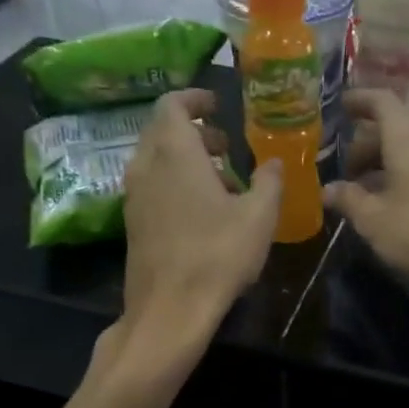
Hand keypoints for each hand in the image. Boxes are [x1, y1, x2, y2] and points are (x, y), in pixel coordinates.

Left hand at [107, 90, 281, 367]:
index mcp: (175, 152)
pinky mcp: (132, 224)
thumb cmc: (218, 255)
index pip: (173, 104)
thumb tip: (275, 162)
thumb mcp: (259, 216)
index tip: (217, 105)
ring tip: (221, 182)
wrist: (170, 308)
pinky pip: (152, 187)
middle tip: (226, 146)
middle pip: (163, 131)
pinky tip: (202, 213)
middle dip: (195, 132)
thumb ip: (269, 182)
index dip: (195, 98)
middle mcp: (146, 166)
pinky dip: (174, 184)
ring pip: (156, 161)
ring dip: (186, 160)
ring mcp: (134, 196)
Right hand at [324, 89, 408, 308]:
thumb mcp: (373, 220)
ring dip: (387, 164)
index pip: (382, 101)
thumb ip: (348, 199)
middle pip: (397, 128)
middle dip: (368, 145)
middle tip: (347, 172)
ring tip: (367, 193)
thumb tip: (328, 189)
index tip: (342, 106)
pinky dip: (407, 176)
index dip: (360, 100)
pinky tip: (396, 205)